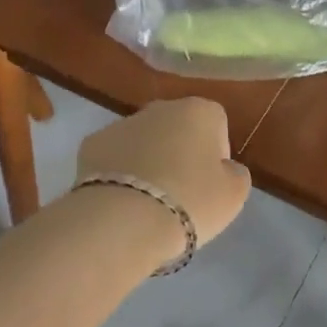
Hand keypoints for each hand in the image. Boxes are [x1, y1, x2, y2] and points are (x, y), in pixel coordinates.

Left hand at [77, 99, 250, 246]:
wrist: (123, 219)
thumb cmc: (189, 201)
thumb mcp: (233, 195)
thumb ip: (235, 174)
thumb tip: (225, 168)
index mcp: (199, 111)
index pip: (216, 123)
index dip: (216, 155)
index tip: (210, 184)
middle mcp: (160, 107)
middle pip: (177, 127)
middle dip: (179, 153)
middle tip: (180, 193)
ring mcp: (122, 123)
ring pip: (143, 140)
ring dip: (148, 161)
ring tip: (148, 203)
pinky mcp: (91, 144)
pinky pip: (114, 157)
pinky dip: (119, 173)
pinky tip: (121, 201)